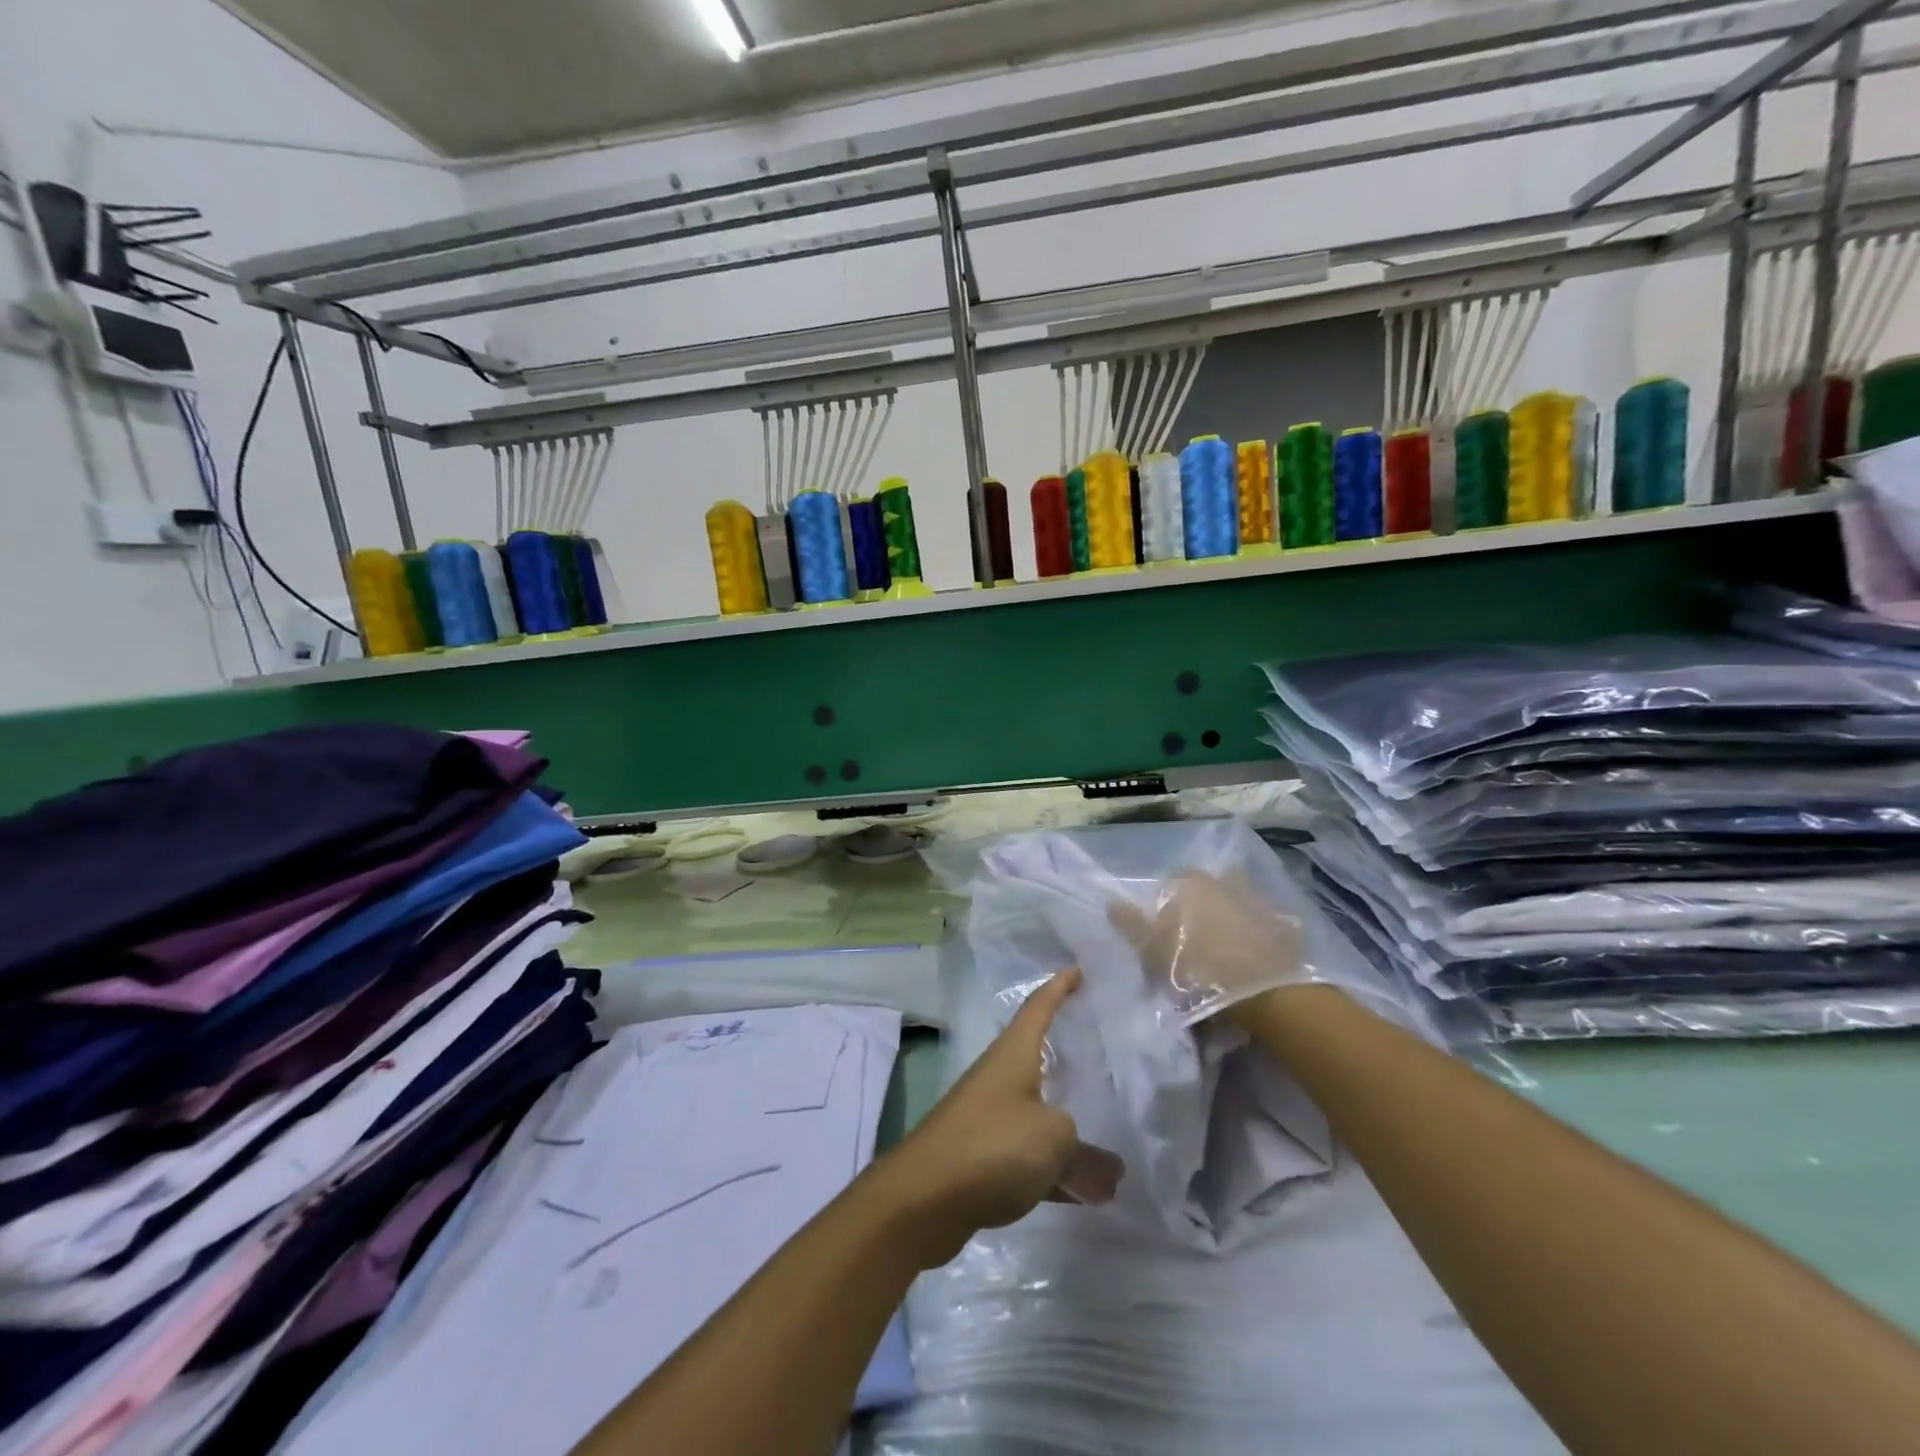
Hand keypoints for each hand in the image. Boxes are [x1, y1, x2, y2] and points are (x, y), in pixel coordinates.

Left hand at [878, 968, 1123, 1268]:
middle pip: (1037, 1056)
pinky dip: (1054, 1168)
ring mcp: (987, 1117)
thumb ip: (1089, 1157)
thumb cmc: (992, 1144)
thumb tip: (1112, 1174)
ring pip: (1036, 1110)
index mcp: (1014, 1054)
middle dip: (1067, 1053)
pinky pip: (1028, 1154)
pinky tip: (1082, 1193)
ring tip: (1105, 1127)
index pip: (1039, 1007)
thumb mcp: (1054, 1142)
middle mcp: (998, 1077)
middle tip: (1101, 1049)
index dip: (1059, 987)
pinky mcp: (981, 1158)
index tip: (1078, 970)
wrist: (923, 1197)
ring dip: (1066, 1122)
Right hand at [1108, 869, 1307, 1025]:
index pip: (1167, 888)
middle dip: (1196, 911)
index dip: (1162, 913)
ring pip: (1233, 904)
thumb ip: (1130, 924)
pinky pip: (1262, 925)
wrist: (1266, 993)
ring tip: (1223, 954)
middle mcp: (1222, 881)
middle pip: (1202, 892)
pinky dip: (1255, 936)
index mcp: (1189, 883)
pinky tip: (1251, 959)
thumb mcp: (1153, 950)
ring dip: (1227, 920)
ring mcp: (1256, 900)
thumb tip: (1111, 902)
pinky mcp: (1284, 924)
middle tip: (1192, 947)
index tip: (1163, 940)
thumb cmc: (1199, 969)